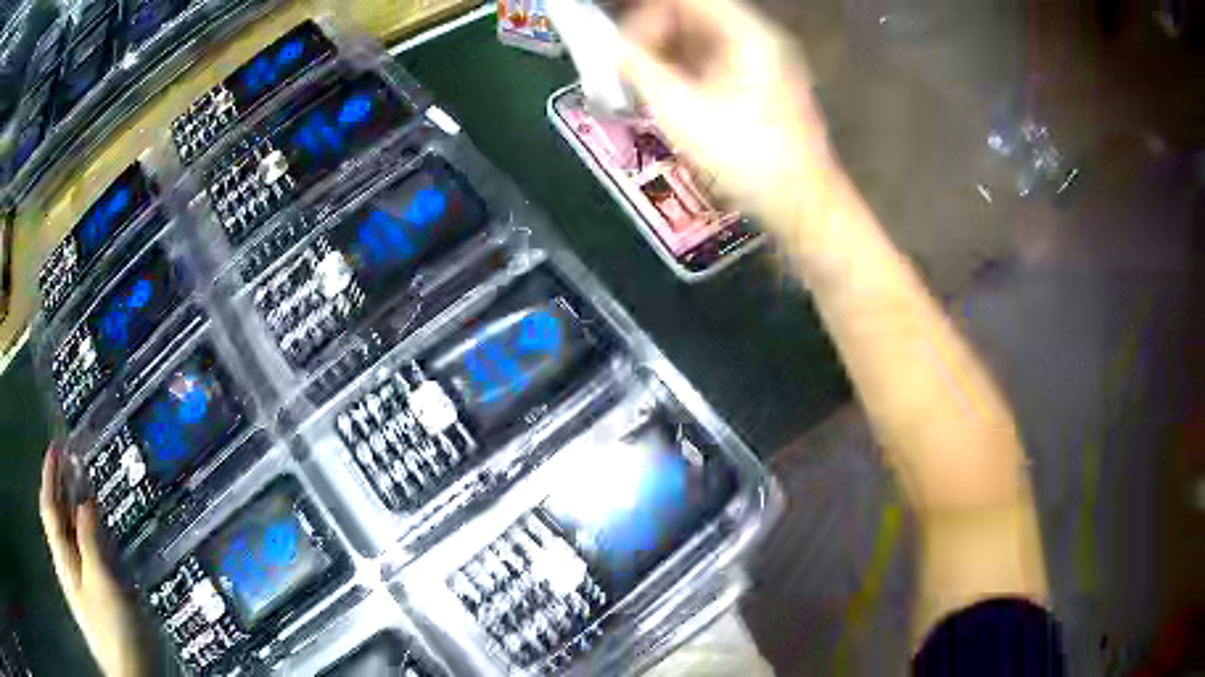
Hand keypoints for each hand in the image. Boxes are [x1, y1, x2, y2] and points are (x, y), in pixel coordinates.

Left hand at [40, 447, 148, 676]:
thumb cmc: (112, 630)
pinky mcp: (96, 597)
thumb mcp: (101, 583)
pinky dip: (88, 534)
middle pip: (58, 519)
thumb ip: (89, 540)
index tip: (55, 447)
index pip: (49, 507)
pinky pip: (85, 554)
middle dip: (61, 487)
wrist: (130, 674)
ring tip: (82, 487)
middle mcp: (68, 566)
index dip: (50, 475)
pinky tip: (98, 533)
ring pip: (71, 536)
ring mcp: (82, 584)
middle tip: (70, 459)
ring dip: (74, 509)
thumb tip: (84, 502)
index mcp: (63, 559)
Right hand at [618, 0, 839, 231]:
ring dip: (665, 56)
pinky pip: (712, 63)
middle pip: (693, 15)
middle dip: (653, 36)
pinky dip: (684, 72)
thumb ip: (640, 70)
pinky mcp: (759, 86)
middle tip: (626, 69)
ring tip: (641, 86)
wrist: (803, 206)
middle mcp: (758, 39)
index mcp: (747, 34)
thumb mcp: (683, 111)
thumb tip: (610, 48)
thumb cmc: (747, 157)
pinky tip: (666, 97)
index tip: (620, 45)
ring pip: (700, 40)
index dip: (647, 14)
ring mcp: (762, 63)